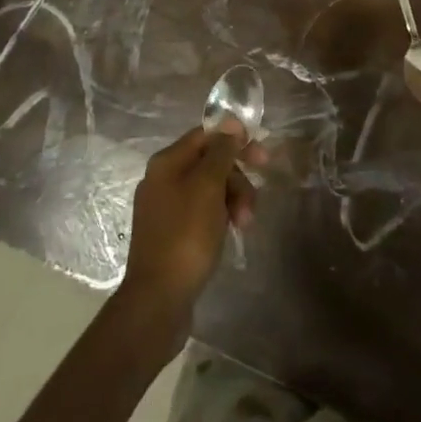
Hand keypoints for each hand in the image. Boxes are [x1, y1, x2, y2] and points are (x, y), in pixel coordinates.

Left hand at [119, 118, 266, 328]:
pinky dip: (220, 217)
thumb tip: (230, 122)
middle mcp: (162, 179)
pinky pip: (202, 212)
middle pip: (210, 163)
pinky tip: (231, 233)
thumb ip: (221, 152)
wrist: (158, 298)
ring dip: (232, 200)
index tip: (262, 157)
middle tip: (252, 202)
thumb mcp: (208, 187)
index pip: (206, 135)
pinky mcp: (171, 233)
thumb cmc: (186, 235)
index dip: (235, 141)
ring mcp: (165, 207)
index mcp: (167, 162)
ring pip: (209, 189)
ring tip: (245, 225)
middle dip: (236, 179)